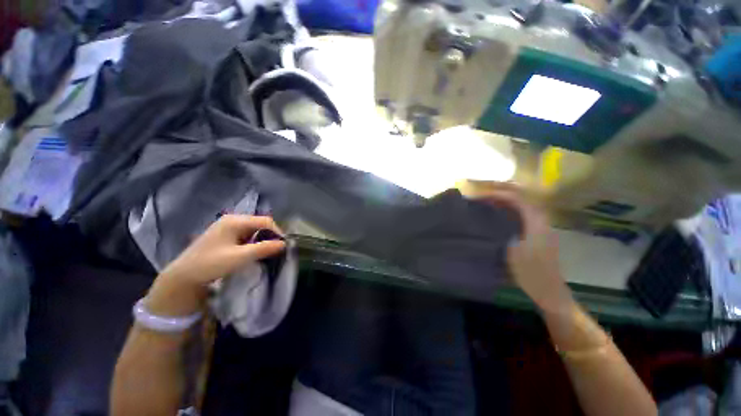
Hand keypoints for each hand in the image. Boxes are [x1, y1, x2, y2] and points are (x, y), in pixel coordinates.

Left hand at [145, 215, 285, 315]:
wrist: (183, 277)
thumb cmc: (210, 264)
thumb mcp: (239, 257)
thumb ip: (263, 248)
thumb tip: (284, 243)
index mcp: (235, 221)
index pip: (265, 221)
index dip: (277, 232)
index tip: (283, 246)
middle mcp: (232, 220)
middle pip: (260, 224)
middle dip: (270, 236)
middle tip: (275, 250)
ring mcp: (227, 226)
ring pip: (254, 230)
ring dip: (262, 239)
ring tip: (266, 252)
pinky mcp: (225, 235)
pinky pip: (246, 235)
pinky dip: (253, 242)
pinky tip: (253, 252)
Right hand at [479, 183, 573, 312]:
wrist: (548, 290)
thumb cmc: (530, 272)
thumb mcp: (513, 250)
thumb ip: (505, 230)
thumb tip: (492, 216)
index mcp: (537, 224)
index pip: (518, 200)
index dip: (499, 195)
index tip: (481, 196)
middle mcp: (541, 221)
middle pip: (522, 199)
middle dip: (502, 194)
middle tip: (484, 195)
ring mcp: (541, 227)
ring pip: (522, 206)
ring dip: (505, 201)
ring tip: (488, 202)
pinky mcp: (537, 234)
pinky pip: (522, 215)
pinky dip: (509, 210)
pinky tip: (498, 215)